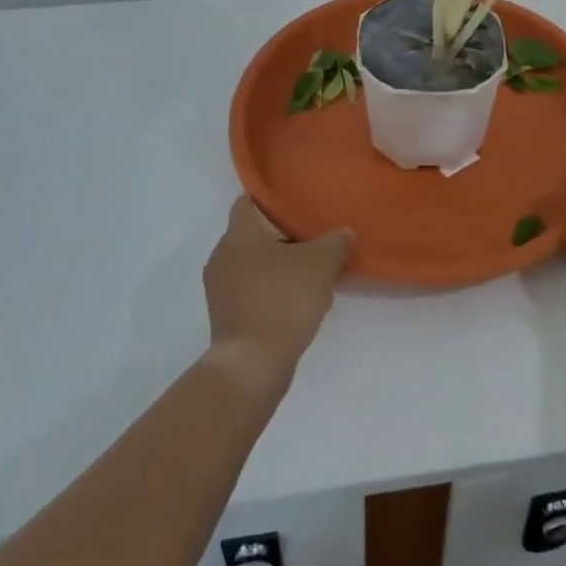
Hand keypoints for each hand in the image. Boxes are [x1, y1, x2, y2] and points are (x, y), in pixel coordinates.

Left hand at [202, 198, 353, 396]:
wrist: (251, 366)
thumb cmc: (282, 300)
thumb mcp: (320, 265)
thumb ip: (335, 243)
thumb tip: (344, 233)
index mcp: (239, 234)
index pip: (248, 201)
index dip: (272, 199)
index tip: (297, 204)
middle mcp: (222, 255)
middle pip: (254, 235)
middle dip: (283, 237)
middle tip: (314, 239)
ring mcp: (220, 289)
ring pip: (253, 265)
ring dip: (279, 267)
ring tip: (312, 274)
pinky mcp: (226, 317)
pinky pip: (251, 291)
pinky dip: (271, 292)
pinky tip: (298, 303)